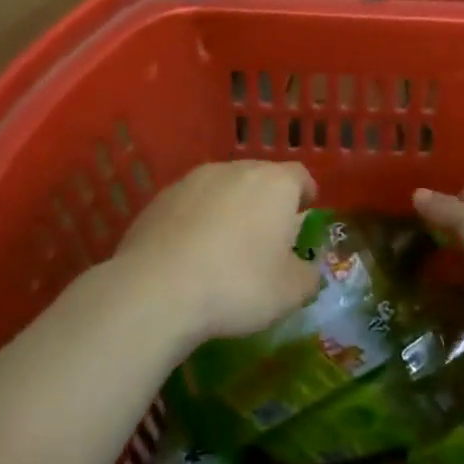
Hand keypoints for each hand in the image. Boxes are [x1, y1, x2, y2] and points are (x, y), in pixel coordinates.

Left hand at [113, 160, 319, 342]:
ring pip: (222, 188)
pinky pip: (190, 205)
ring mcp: (192, 180)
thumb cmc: (238, 284)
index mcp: (274, 183)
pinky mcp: (159, 198)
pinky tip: (191, 253)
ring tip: (227, 245)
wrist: (157, 289)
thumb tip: (305, 272)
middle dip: (266, 201)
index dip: (305, 193)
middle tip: (268, 235)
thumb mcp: (290, 293)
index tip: (305, 212)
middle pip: (259, 177)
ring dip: (229, 208)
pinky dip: (197, 220)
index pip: (299, 176)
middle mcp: (234, 170)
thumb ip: (307, 276)